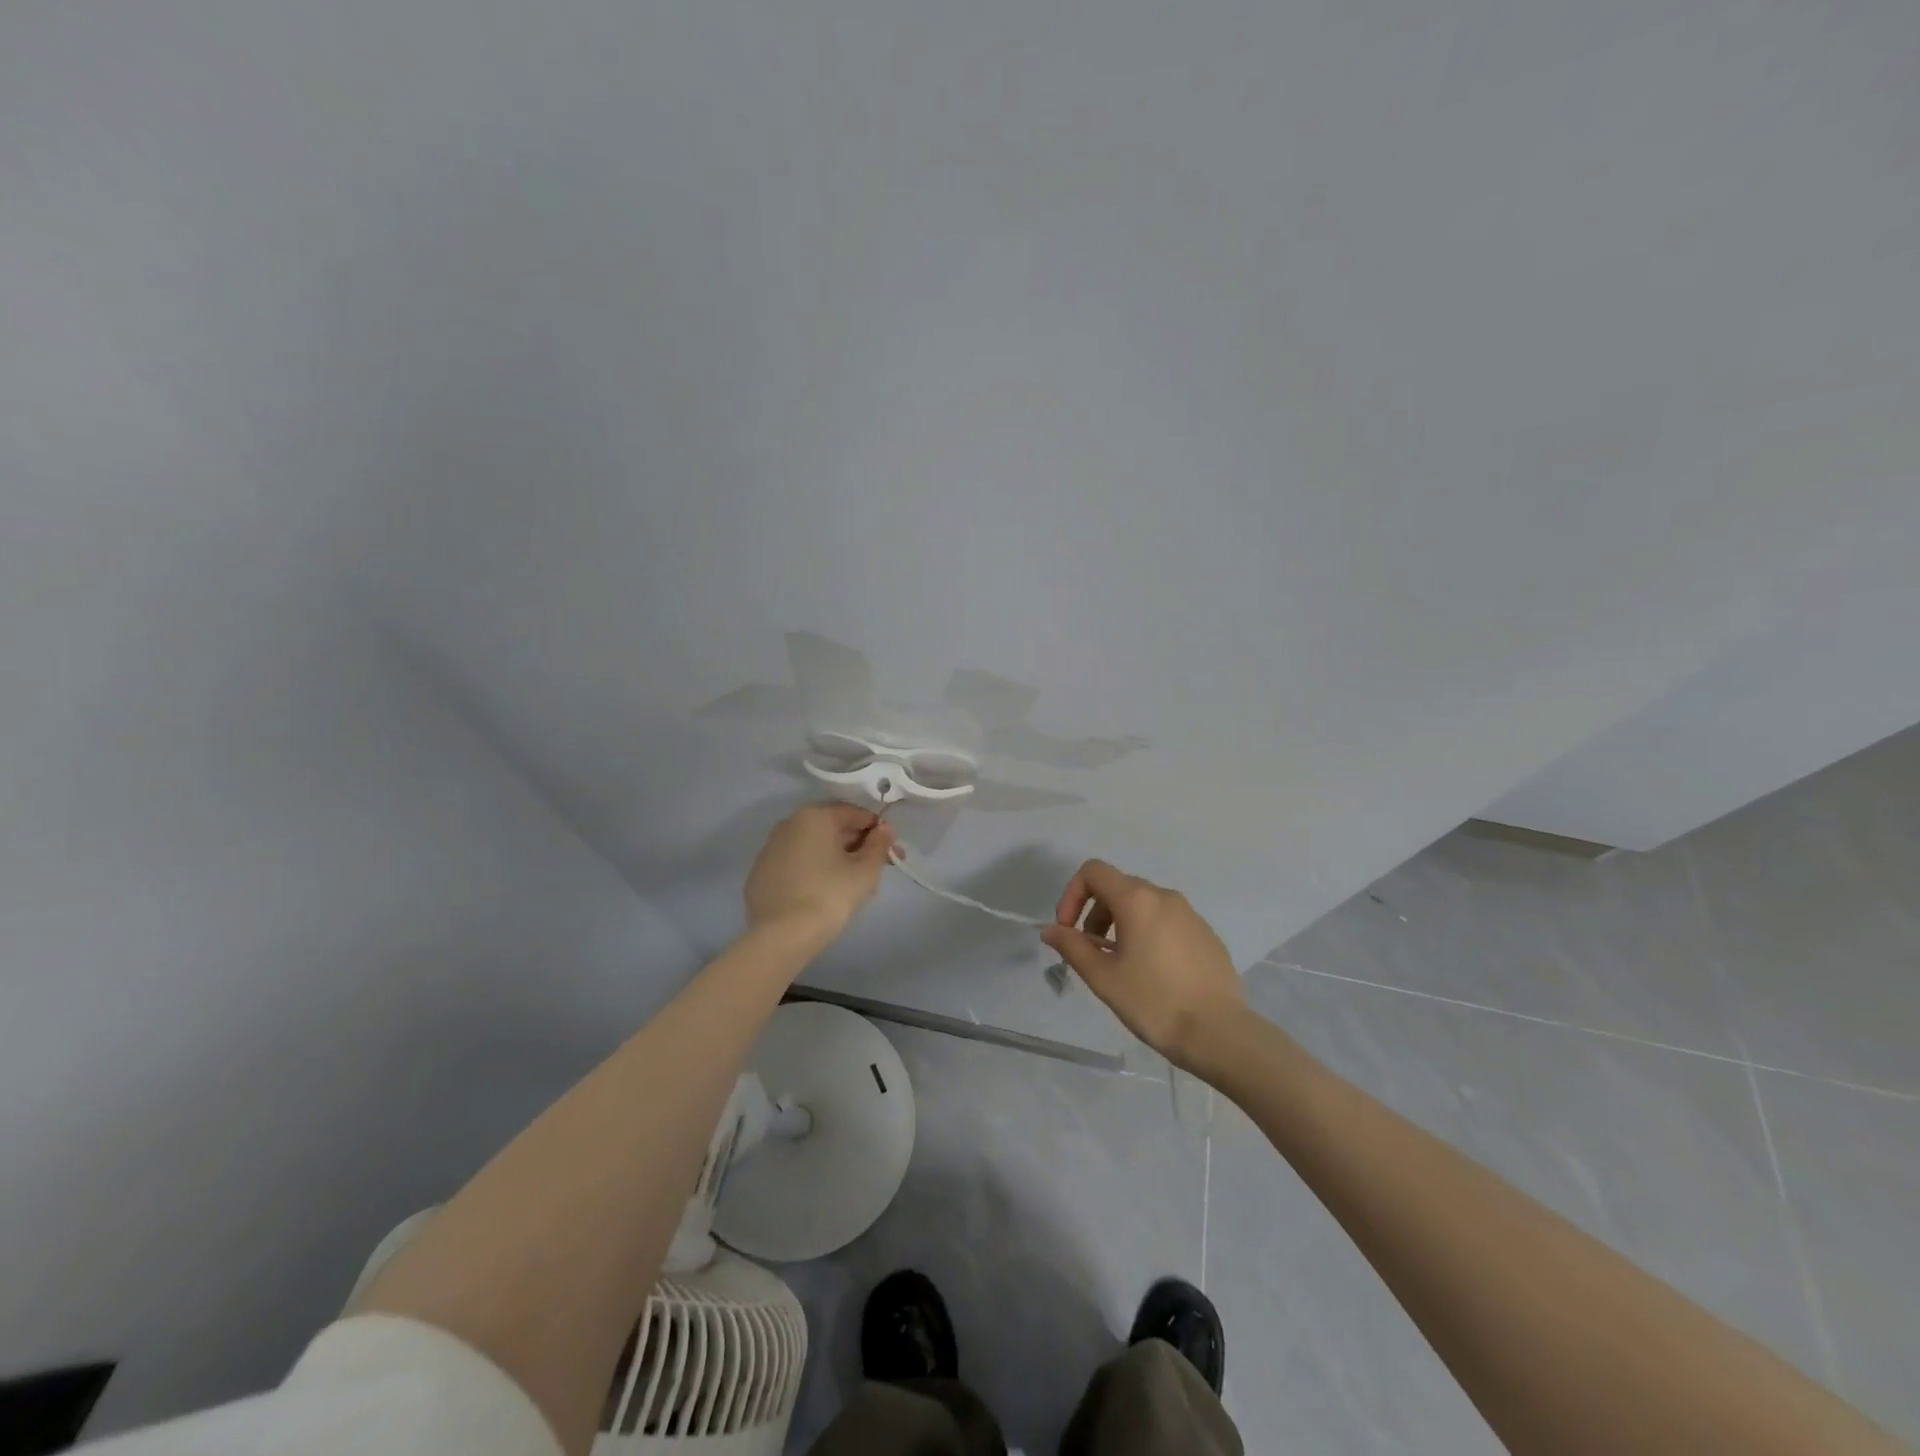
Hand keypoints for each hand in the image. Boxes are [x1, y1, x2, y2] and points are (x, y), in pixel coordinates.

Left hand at [744, 802, 895, 941]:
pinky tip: (822, 893)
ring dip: (834, 857)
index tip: (891, 852)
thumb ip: (879, 844)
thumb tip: (884, 829)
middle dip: (857, 845)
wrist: (781, 936)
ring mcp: (770, 849)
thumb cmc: (829, 896)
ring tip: (851, 885)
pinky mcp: (760, 873)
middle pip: (832, 828)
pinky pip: (795, 863)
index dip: (877, 830)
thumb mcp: (865, 871)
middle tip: (875, 869)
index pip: (855, 814)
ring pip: (812, 846)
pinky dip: (812, 870)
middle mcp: (789, 824)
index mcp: (815, 817)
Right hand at [1040, 860, 1247, 1073]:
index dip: (1072, 894)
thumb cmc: (1154, 1002)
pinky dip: (1147, 933)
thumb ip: (1072, 947)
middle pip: (1117, 886)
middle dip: (1094, 913)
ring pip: (1143, 904)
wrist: (1219, 1033)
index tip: (1068, 931)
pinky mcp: (1206, 933)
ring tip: (1120, 964)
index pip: (1093, 871)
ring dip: (1120, 923)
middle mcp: (1164, 896)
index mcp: (1137, 899)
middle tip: (1091, 952)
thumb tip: (1050, 929)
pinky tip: (1152, 972)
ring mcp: (1190, 913)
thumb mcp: (1103, 977)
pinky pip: (1166, 921)